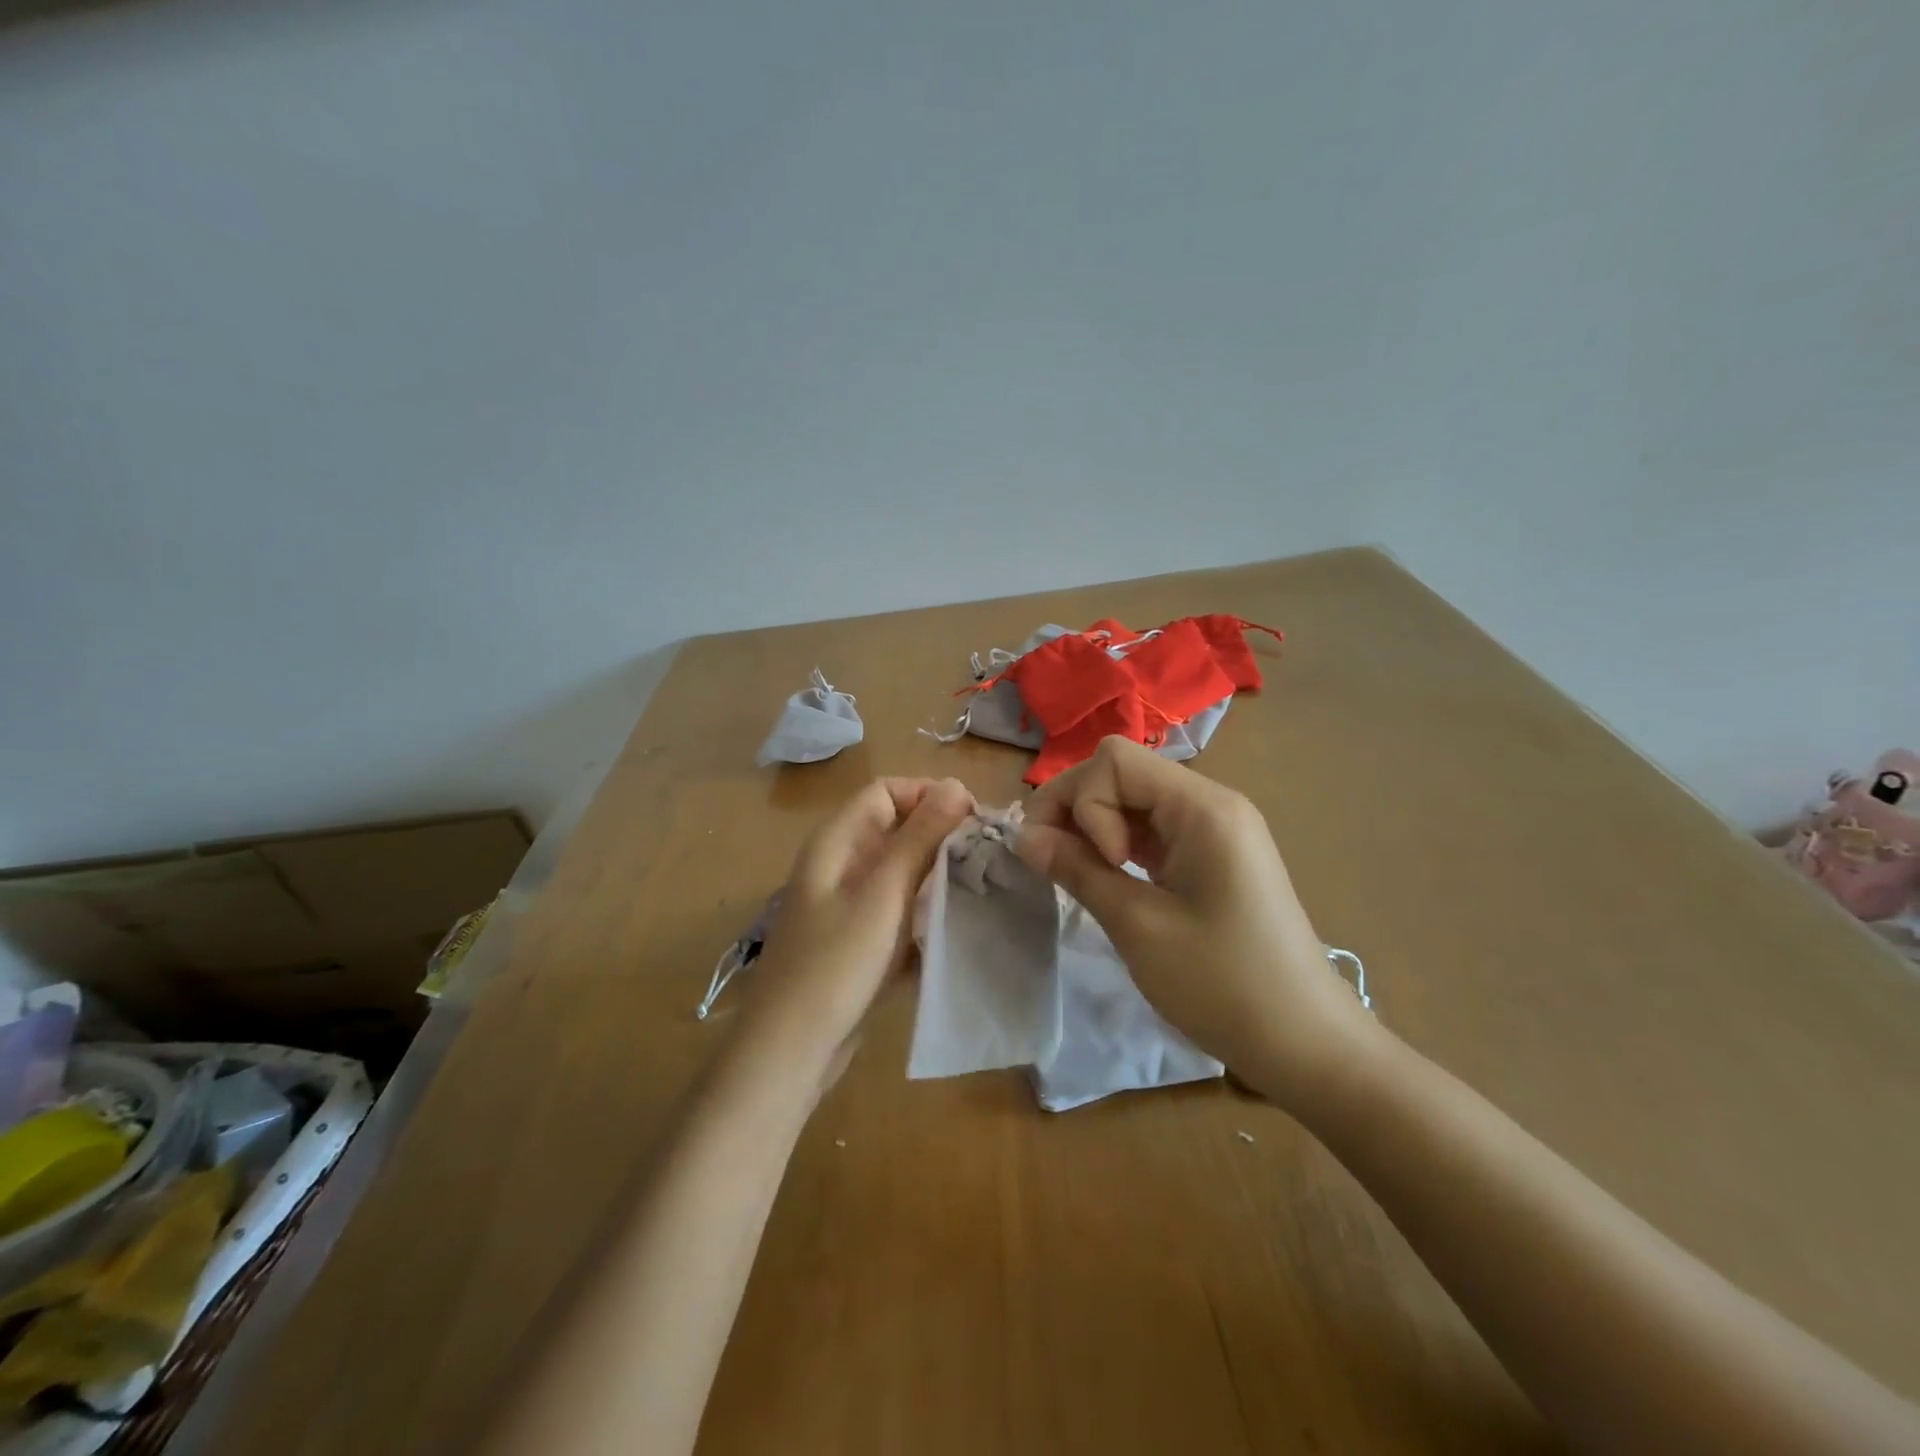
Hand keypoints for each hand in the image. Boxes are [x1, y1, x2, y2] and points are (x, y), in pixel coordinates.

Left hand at [740, 777, 974, 1089]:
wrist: (789, 1052)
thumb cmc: (834, 964)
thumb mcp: (882, 895)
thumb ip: (919, 838)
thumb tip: (957, 784)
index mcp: (837, 842)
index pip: (887, 792)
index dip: (929, 796)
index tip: (973, 820)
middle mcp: (841, 864)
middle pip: (897, 830)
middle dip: (941, 837)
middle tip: (988, 857)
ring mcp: (850, 904)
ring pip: (902, 872)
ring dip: (938, 875)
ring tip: (982, 888)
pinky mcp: (860, 940)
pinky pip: (900, 909)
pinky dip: (926, 912)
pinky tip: (958, 926)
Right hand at [1014, 736, 1369, 1103]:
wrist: (1307, 1045)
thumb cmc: (1224, 985)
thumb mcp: (1139, 927)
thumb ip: (1077, 871)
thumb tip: (1023, 837)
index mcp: (1203, 807)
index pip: (1115, 761)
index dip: (1084, 803)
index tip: (1101, 865)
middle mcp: (1211, 802)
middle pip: (1121, 772)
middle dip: (1076, 808)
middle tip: (1052, 862)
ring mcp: (1214, 828)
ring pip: (1132, 799)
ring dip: (1093, 827)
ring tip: (1074, 874)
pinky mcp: (1211, 855)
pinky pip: (1152, 828)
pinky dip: (1118, 844)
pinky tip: (1107, 878)